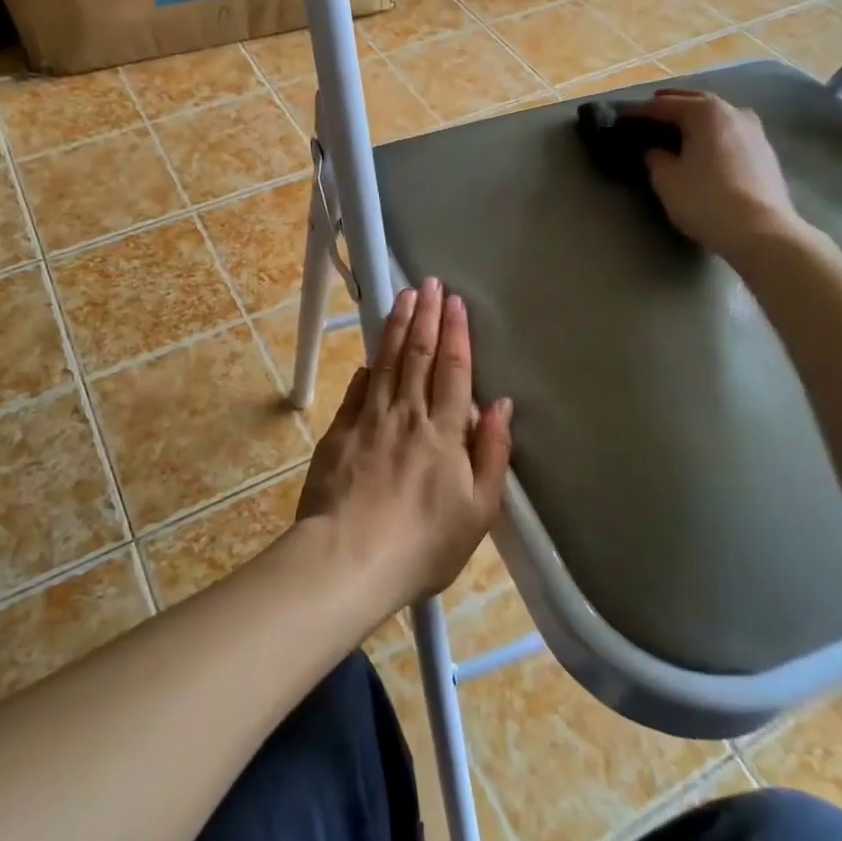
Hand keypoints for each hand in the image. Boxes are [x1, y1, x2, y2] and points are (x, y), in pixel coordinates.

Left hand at [297, 277, 513, 614]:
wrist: (348, 558)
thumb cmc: (422, 543)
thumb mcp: (477, 510)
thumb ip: (491, 453)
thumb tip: (501, 405)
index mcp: (444, 432)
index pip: (453, 369)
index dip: (456, 332)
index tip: (454, 301)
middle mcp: (407, 414)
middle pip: (418, 354)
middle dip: (425, 315)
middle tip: (428, 282)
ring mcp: (368, 420)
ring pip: (385, 362)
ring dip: (396, 327)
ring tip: (403, 298)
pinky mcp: (339, 433)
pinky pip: (356, 392)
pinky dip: (366, 370)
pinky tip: (369, 358)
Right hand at [624, 89, 805, 260]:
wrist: (760, 230)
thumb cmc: (705, 199)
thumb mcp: (666, 179)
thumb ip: (655, 158)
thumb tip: (656, 151)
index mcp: (705, 112)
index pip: (663, 105)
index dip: (639, 111)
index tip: (620, 117)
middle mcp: (733, 112)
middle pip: (695, 102)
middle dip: (670, 106)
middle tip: (647, 113)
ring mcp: (754, 130)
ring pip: (716, 117)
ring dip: (695, 119)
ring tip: (676, 129)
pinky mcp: (765, 152)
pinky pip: (730, 134)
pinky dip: (712, 134)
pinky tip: (704, 147)